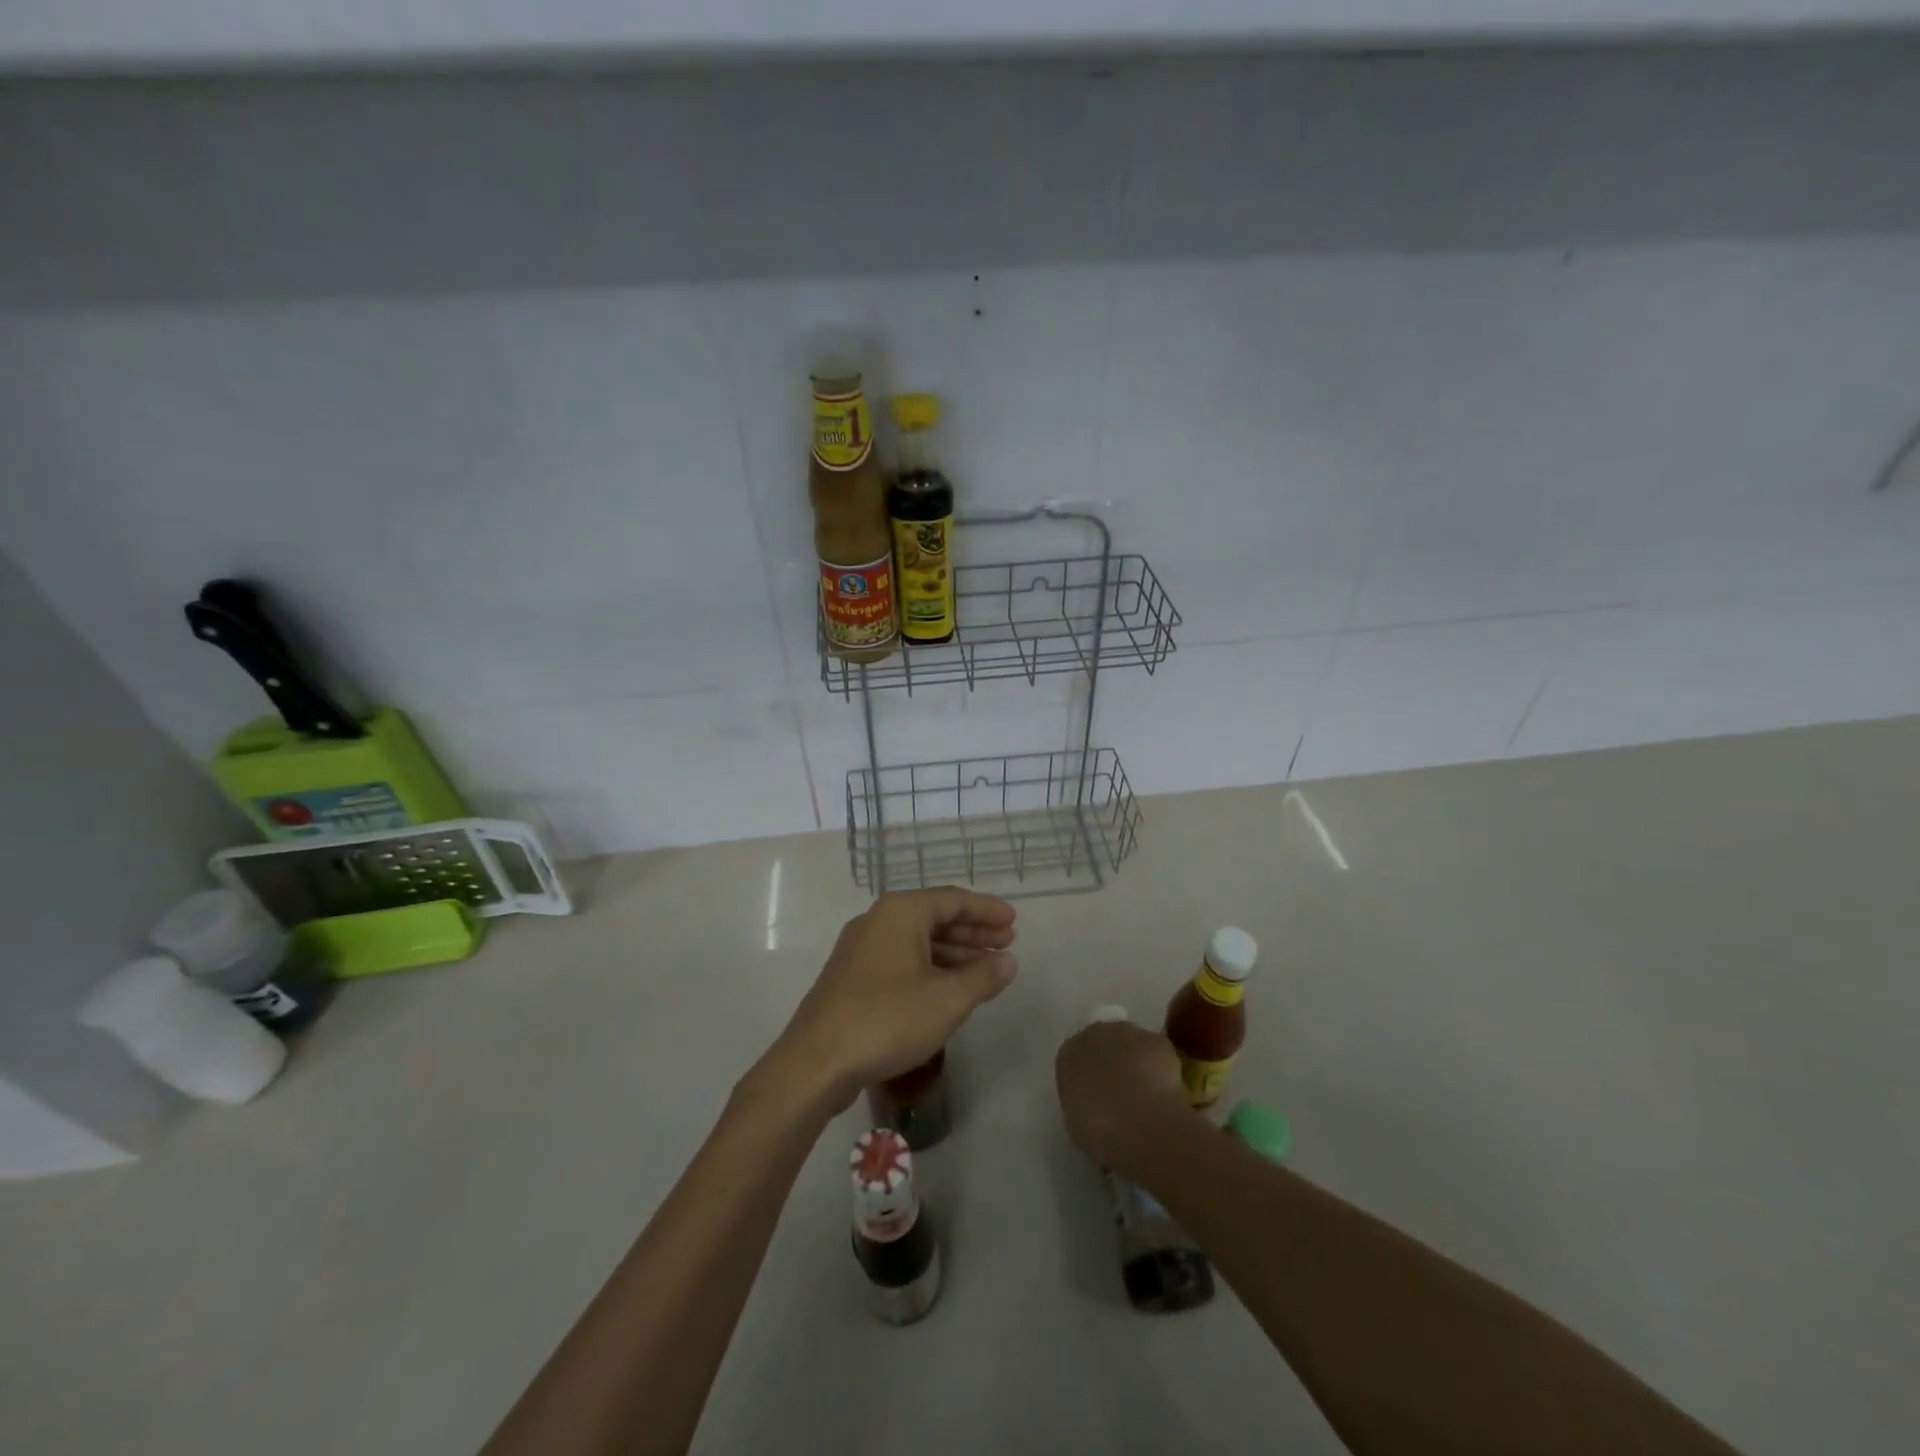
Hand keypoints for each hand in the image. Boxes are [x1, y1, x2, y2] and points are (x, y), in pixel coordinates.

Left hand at [768, 888, 1017, 1106]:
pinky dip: (930, 966)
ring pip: (917, 940)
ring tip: (985, 966)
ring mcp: (861, 948)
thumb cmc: (887, 1019)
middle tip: (1006, 943)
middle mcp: (878, 920)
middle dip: (972, 930)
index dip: (987, 910)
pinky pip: (901, 959)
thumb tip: (1007, 961)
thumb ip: (983, 976)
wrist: (816, 1062)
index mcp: (901, 912)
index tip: (1013, 921)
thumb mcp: (947, 999)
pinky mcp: (852, 976)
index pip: (953, 899)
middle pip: (934, 916)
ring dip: (953, 950)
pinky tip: (948, 987)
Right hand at [1055, 1020, 1192, 1178]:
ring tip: (1145, 1096)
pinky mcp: (1157, 1040)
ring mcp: (1128, 1034)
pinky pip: (1155, 1054)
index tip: (1093, 1103)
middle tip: (1119, 1096)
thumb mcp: (1077, 1126)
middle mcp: (1094, 1034)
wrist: (1147, 1125)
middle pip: (1100, 1046)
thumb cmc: (1102, 1131)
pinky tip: (1163, 1093)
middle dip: (1109, 1066)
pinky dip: (1159, 1069)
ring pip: (1129, 1046)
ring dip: (1134, 1064)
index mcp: (1068, 1055)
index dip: (1084, 1082)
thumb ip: (1080, 1105)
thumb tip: (1090, 1105)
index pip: (1072, 1063)